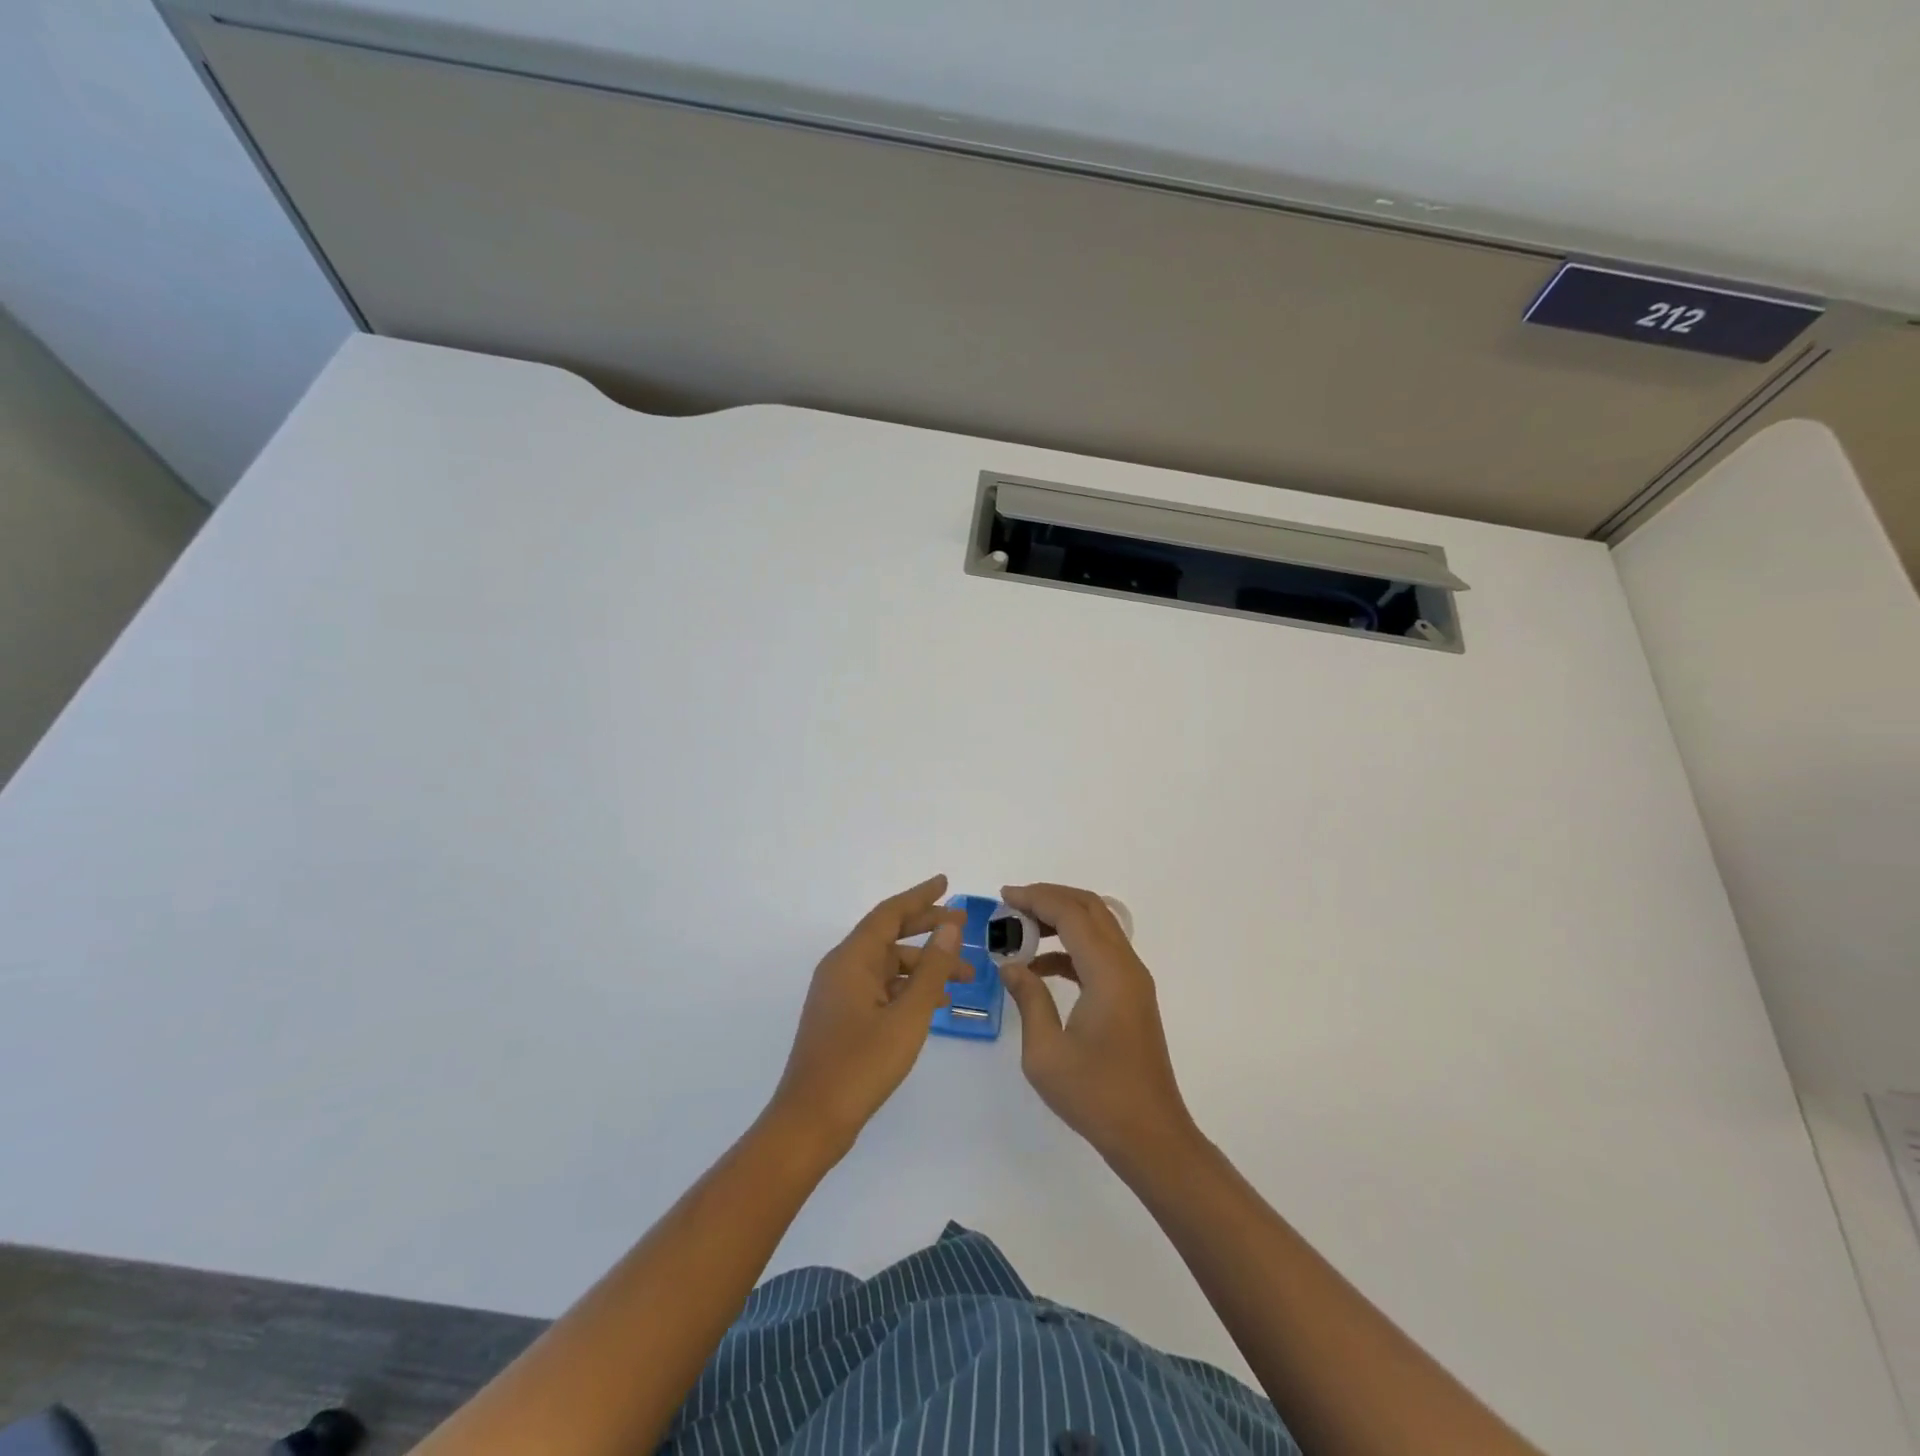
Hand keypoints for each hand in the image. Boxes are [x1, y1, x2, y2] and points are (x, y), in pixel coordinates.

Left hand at [767, 875, 969, 1157]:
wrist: (811, 1121)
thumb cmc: (861, 1065)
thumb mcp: (908, 1016)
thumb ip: (932, 969)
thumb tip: (950, 926)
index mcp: (851, 959)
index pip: (889, 913)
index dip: (920, 897)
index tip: (946, 883)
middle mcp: (842, 968)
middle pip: (888, 935)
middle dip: (927, 928)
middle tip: (963, 926)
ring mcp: (839, 993)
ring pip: (887, 965)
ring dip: (924, 965)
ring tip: (964, 976)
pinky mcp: (841, 1017)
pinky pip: (880, 987)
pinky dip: (908, 988)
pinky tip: (936, 1004)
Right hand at [999, 883, 1196, 1166]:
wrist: (1150, 1136)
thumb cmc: (1096, 1095)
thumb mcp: (1046, 1052)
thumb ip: (1028, 999)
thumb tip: (1011, 966)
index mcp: (1108, 973)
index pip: (1071, 914)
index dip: (1036, 898)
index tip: (1003, 896)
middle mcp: (1126, 966)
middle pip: (1090, 909)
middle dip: (1050, 898)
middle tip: (1012, 905)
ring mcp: (1132, 981)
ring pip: (1097, 928)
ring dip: (1061, 921)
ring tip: (1020, 931)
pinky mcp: (1130, 997)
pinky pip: (1100, 953)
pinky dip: (1070, 948)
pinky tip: (1040, 968)